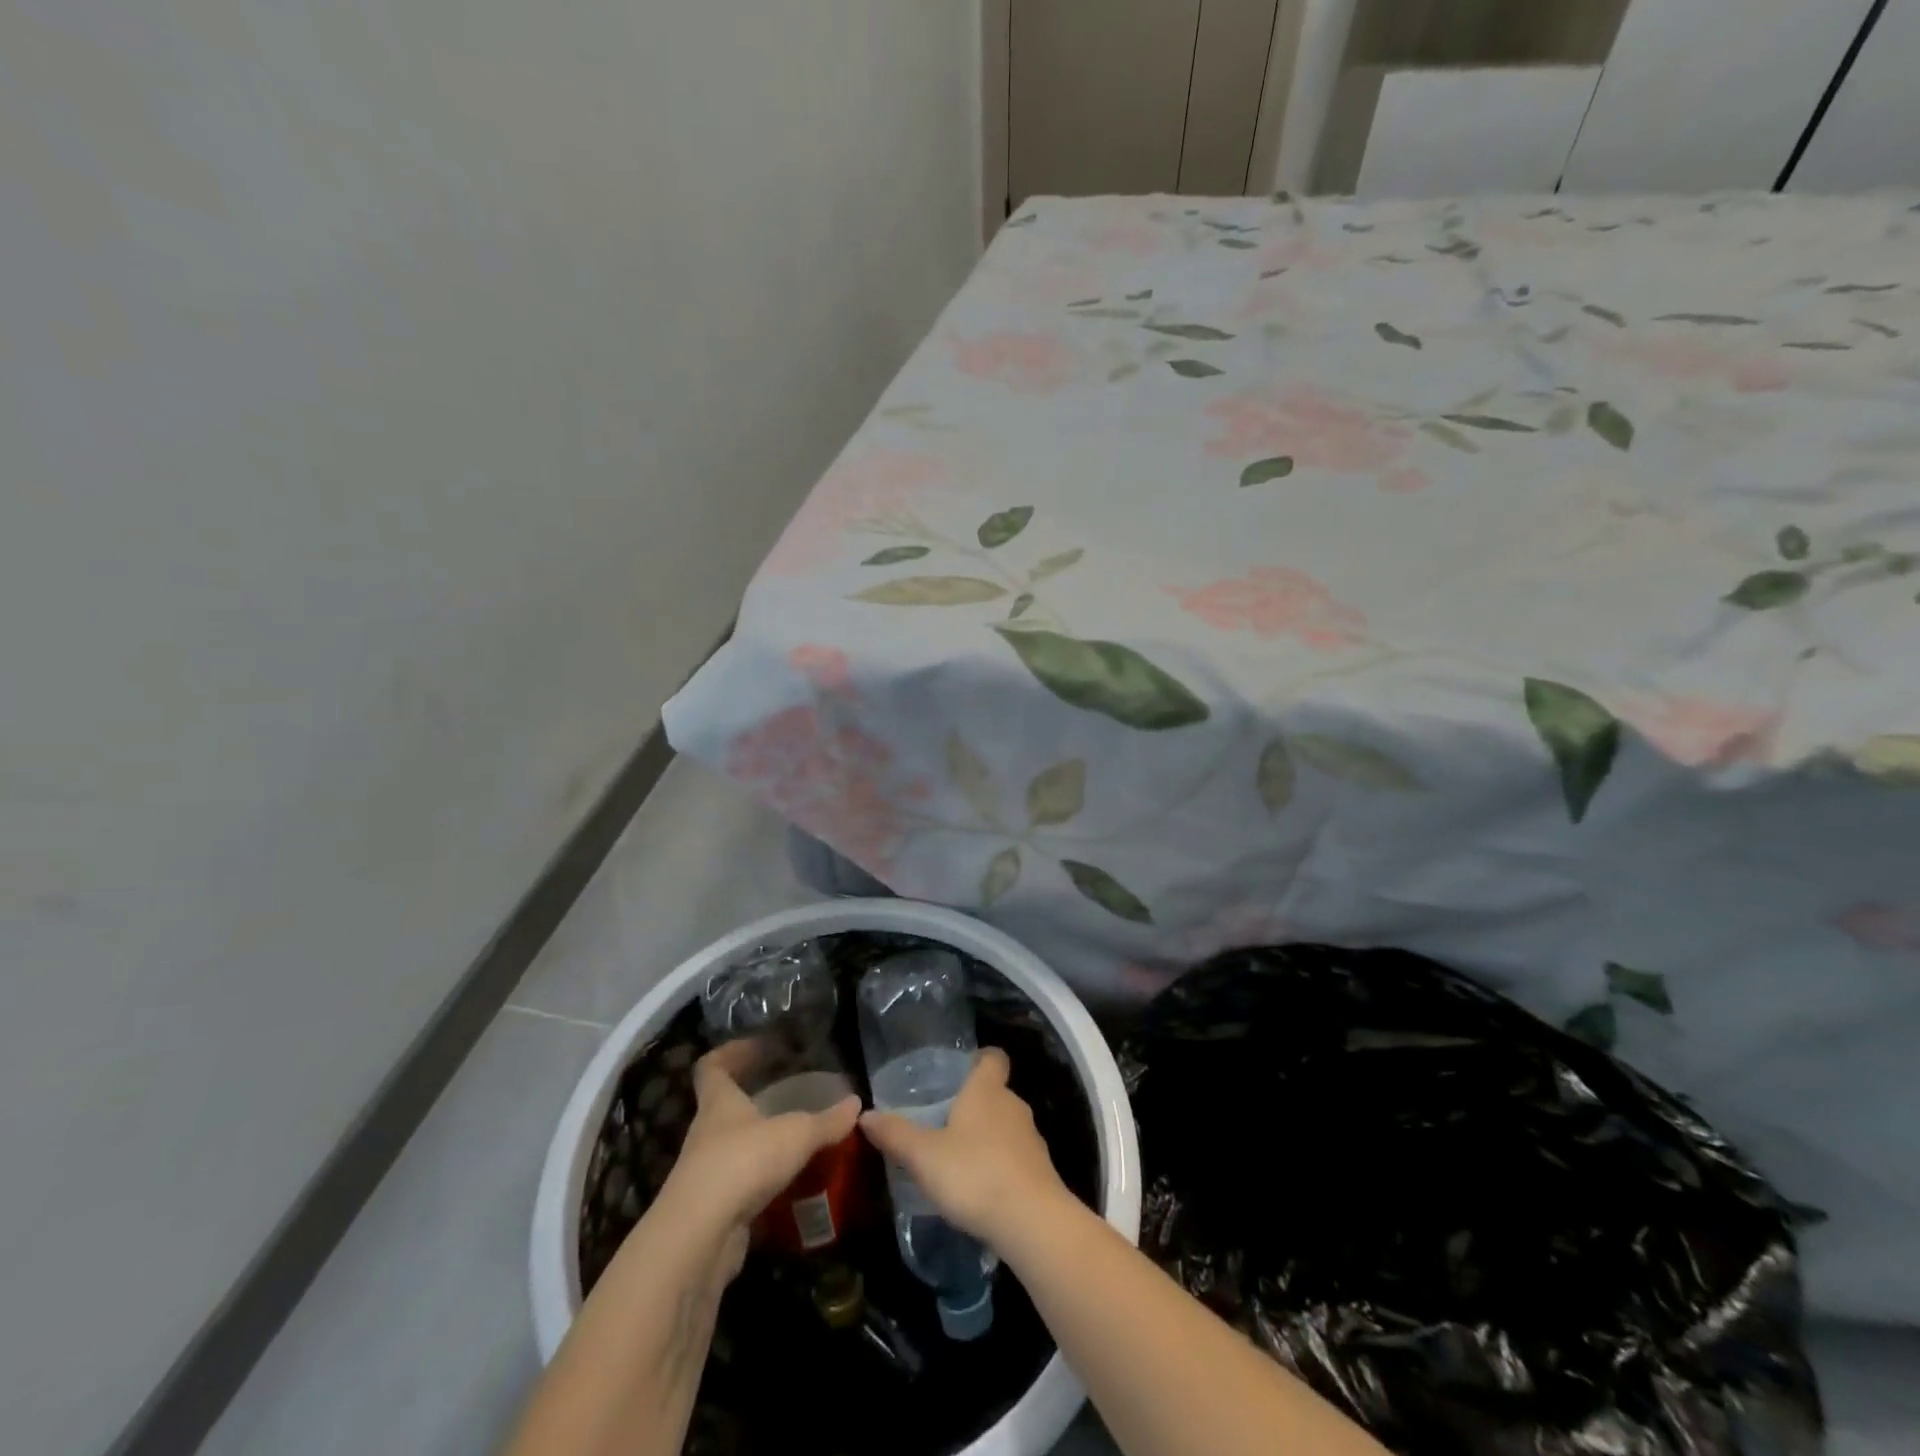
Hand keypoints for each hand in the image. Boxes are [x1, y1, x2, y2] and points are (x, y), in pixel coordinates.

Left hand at [658, 1044, 859, 1274]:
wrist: (699, 1239)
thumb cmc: (742, 1163)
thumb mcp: (795, 1134)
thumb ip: (827, 1121)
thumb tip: (856, 1104)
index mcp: (719, 1103)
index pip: (712, 1067)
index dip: (732, 1052)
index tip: (758, 1046)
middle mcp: (707, 1134)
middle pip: (725, 1107)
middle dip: (754, 1099)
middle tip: (789, 1092)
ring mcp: (707, 1174)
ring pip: (735, 1148)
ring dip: (761, 1144)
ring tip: (797, 1141)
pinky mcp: (715, 1211)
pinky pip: (742, 1187)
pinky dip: (764, 1183)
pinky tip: (792, 1185)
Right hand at [859, 1047, 1068, 1249]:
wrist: (1032, 1221)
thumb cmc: (975, 1174)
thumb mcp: (924, 1155)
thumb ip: (895, 1134)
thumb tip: (865, 1114)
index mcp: (987, 1090)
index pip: (993, 1057)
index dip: (979, 1059)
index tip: (960, 1071)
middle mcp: (1013, 1105)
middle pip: (995, 1092)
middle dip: (973, 1104)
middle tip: (943, 1121)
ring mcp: (1031, 1138)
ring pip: (1006, 1126)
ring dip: (987, 1137)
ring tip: (957, 1158)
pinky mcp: (1040, 1171)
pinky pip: (1016, 1157)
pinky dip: (1000, 1165)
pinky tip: (980, 1189)